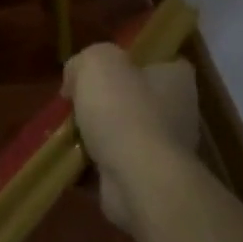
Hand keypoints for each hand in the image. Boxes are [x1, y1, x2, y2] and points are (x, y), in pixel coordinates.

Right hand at [63, 44, 203, 236]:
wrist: (138, 179)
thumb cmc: (124, 110)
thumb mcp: (98, 62)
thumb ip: (85, 61)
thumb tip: (75, 80)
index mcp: (175, 80)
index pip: (158, 62)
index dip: (128, 62)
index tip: (99, 69)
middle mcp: (177, 113)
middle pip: (134, 99)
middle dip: (103, 102)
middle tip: (73, 102)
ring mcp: (164, 151)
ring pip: (121, 134)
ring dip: (94, 135)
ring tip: (65, 133)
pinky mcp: (146, 181)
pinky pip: (113, 165)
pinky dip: (91, 165)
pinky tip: (68, 160)